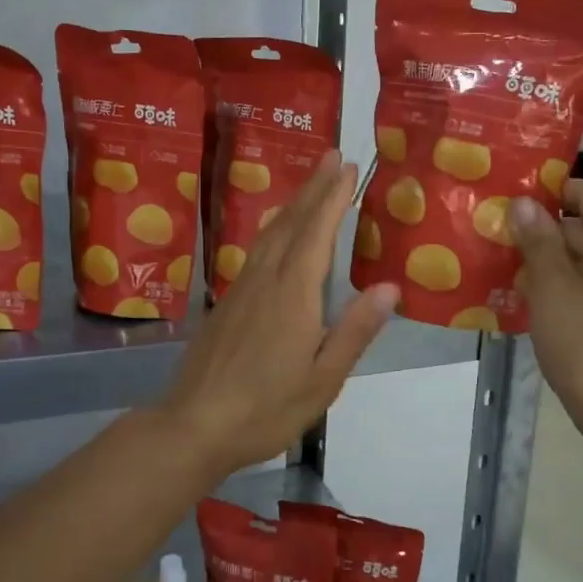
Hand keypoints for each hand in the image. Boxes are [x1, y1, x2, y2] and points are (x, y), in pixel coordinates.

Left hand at [157, 151, 399, 479]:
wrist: (193, 426)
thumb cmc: (266, 408)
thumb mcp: (323, 379)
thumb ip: (354, 331)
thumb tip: (389, 287)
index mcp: (293, 295)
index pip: (316, 233)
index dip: (333, 198)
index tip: (348, 167)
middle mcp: (265, 280)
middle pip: (291, 223)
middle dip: (314, 187)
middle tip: (332, 155)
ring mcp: (241, 289)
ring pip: (270, 234)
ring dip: (293, 203)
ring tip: (309, 182)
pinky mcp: (226, 303)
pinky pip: (255, 250)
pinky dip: (273, 228)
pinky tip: (275, 232)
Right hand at [511, 181, 582, 429]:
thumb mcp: (551, 287)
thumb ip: (537, 239)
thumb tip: (524, 203)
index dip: (552, 193)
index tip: (514, 207)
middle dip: (548, 235)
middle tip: (505, 247)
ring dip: (558, 264)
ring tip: (517, 279)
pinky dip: (576, 287)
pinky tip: (545, 307)